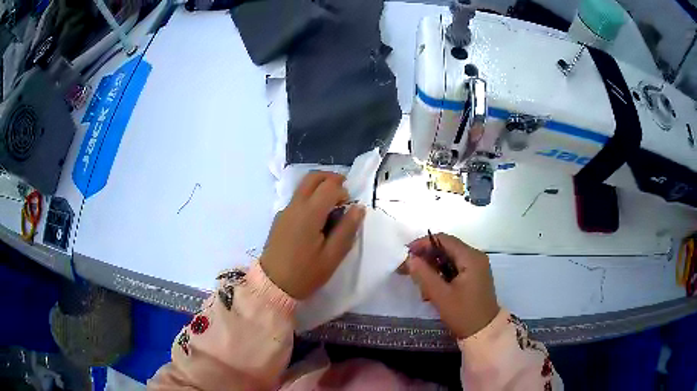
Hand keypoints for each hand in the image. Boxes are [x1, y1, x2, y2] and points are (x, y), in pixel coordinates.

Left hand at [260, 172, 365, 298]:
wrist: (272, 285)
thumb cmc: (305, 273)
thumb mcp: (332, 256)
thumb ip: (347, 229)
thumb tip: (358, 208)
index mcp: (309, 213)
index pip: (329, 186)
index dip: (343, 190)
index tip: (349, 206)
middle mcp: (294, 206)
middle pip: (313, 177)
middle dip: (331, 179)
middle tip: (343, 193)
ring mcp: (284, 211)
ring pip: (303, 186)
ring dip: (320, 187)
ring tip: (332, 206)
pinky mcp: (279, 219)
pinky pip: (297, 198)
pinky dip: (310, 197)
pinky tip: (316, 219)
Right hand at [407, 234, 498, 338]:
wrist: (484, 332)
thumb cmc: (463, 314)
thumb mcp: (441, 296)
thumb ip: (424, 275)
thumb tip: (409, 259)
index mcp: (471, 258)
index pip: (444, 240)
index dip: (423, 243)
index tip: (406, 253)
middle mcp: (475, 257)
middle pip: (446, 248)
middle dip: (426, 257)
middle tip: (407, 268)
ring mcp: (476, 267)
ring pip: (449, 259)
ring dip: (432, 267)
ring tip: (418, 282)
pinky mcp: (474, 276)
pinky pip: (454, 268)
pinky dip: (441, 274)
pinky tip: (431, 289)